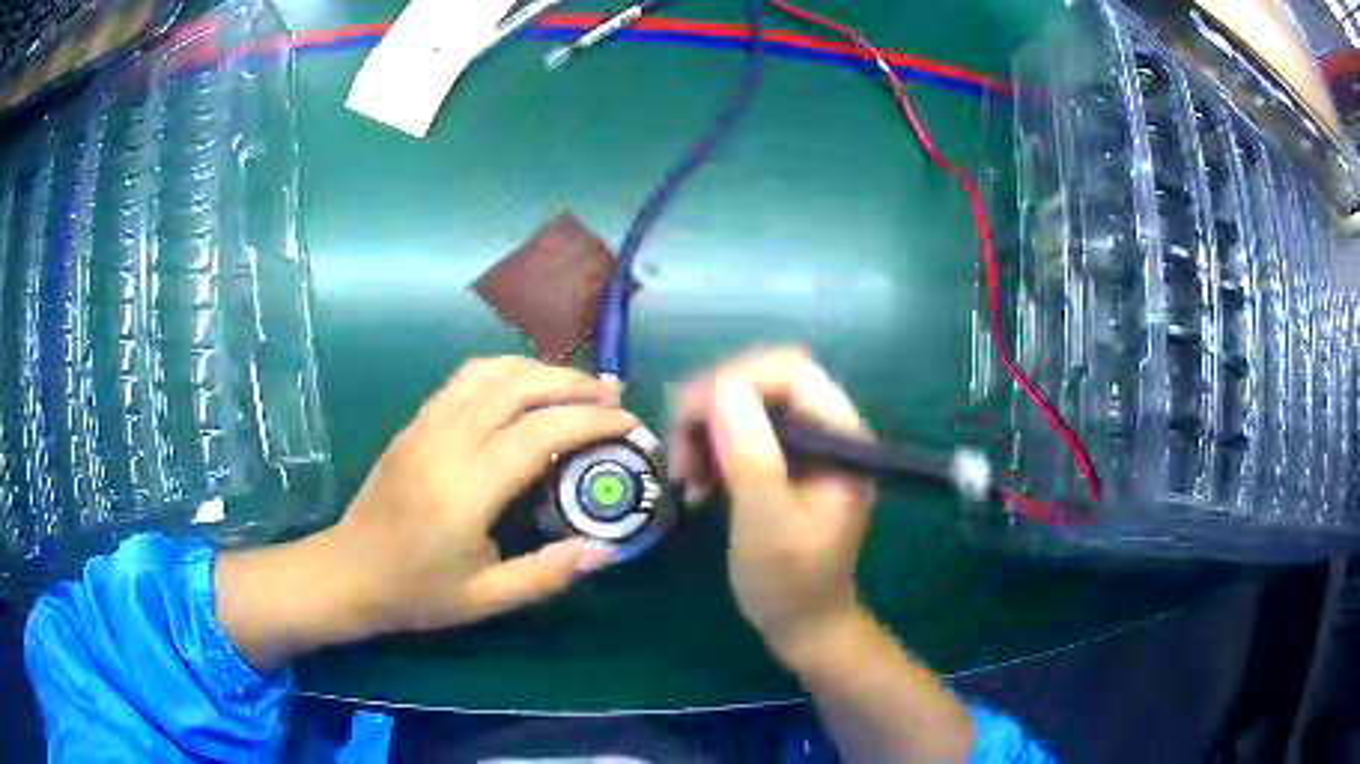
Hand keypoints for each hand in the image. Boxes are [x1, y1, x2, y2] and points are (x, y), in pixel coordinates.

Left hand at [318, 357, 635, 633]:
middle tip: (612, 395)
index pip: (539, 432)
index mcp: (466, 489)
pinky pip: (464, 379)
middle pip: (516, 386)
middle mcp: (446, 443)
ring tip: (575, 385)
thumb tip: (605, 549)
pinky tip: (523, 388)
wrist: (347, 572)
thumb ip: (547, 573)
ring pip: (488, 371)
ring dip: (538, 369)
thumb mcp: (485, 599)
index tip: (628, 423)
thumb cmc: (415, 592)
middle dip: (572, 383)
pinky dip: (504, 371)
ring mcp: (425, 425)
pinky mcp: (414, 423)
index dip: (590, 420)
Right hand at [668, 347, 875, 662]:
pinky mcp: (782, 461)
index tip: (689, 417)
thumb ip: (750, 456)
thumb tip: (721, 387)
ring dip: (706, 428)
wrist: (803, 624)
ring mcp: (803, 445)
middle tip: (679, 449)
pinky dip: (710, 446)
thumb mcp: (767, 524)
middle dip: (715, 405)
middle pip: (765, 381)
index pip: (793, 373)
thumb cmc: (791, 584)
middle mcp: (825, 430)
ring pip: (746, 402)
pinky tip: (696, 479)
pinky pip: (739, 430)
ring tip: (685, 473)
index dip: (737, 380)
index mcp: (840, 439)